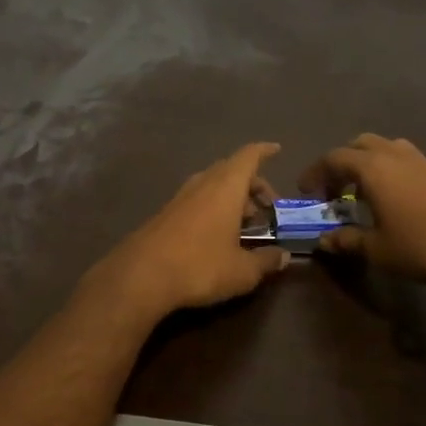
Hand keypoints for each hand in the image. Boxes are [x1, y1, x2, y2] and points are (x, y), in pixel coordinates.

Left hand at [78, 142, 290, 320]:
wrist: (141, 276)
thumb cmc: (200, 266)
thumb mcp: (242, 271)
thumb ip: (266, 261)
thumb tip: (283, 257)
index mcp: (226, 186)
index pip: (248, 156)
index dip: (264, 151)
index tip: (277, 150)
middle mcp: (202, 183)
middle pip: (231, 170)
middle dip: (252, 184)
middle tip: (267, 208)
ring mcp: (180, 197)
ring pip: (212, 185)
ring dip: (232, 197)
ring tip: (245, 225)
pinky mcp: (165, 213)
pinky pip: (197, 200)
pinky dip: (214, 207)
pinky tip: (218, 236)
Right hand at [299, 134, 425, 284]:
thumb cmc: (421, 245)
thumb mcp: (377, 250)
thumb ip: (347, 241)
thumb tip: (324, 240)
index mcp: (371, 168)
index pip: (333, 158)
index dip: (315, 173)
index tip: (307, 192)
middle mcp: (394, 155)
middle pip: (360, 144)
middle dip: (343, 162)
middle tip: (336, 189)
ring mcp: (422, 161)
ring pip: (388, 147)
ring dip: (371, 161)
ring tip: (368, 188)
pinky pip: (412, 162)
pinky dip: (399, 172)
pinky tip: (404, 197)